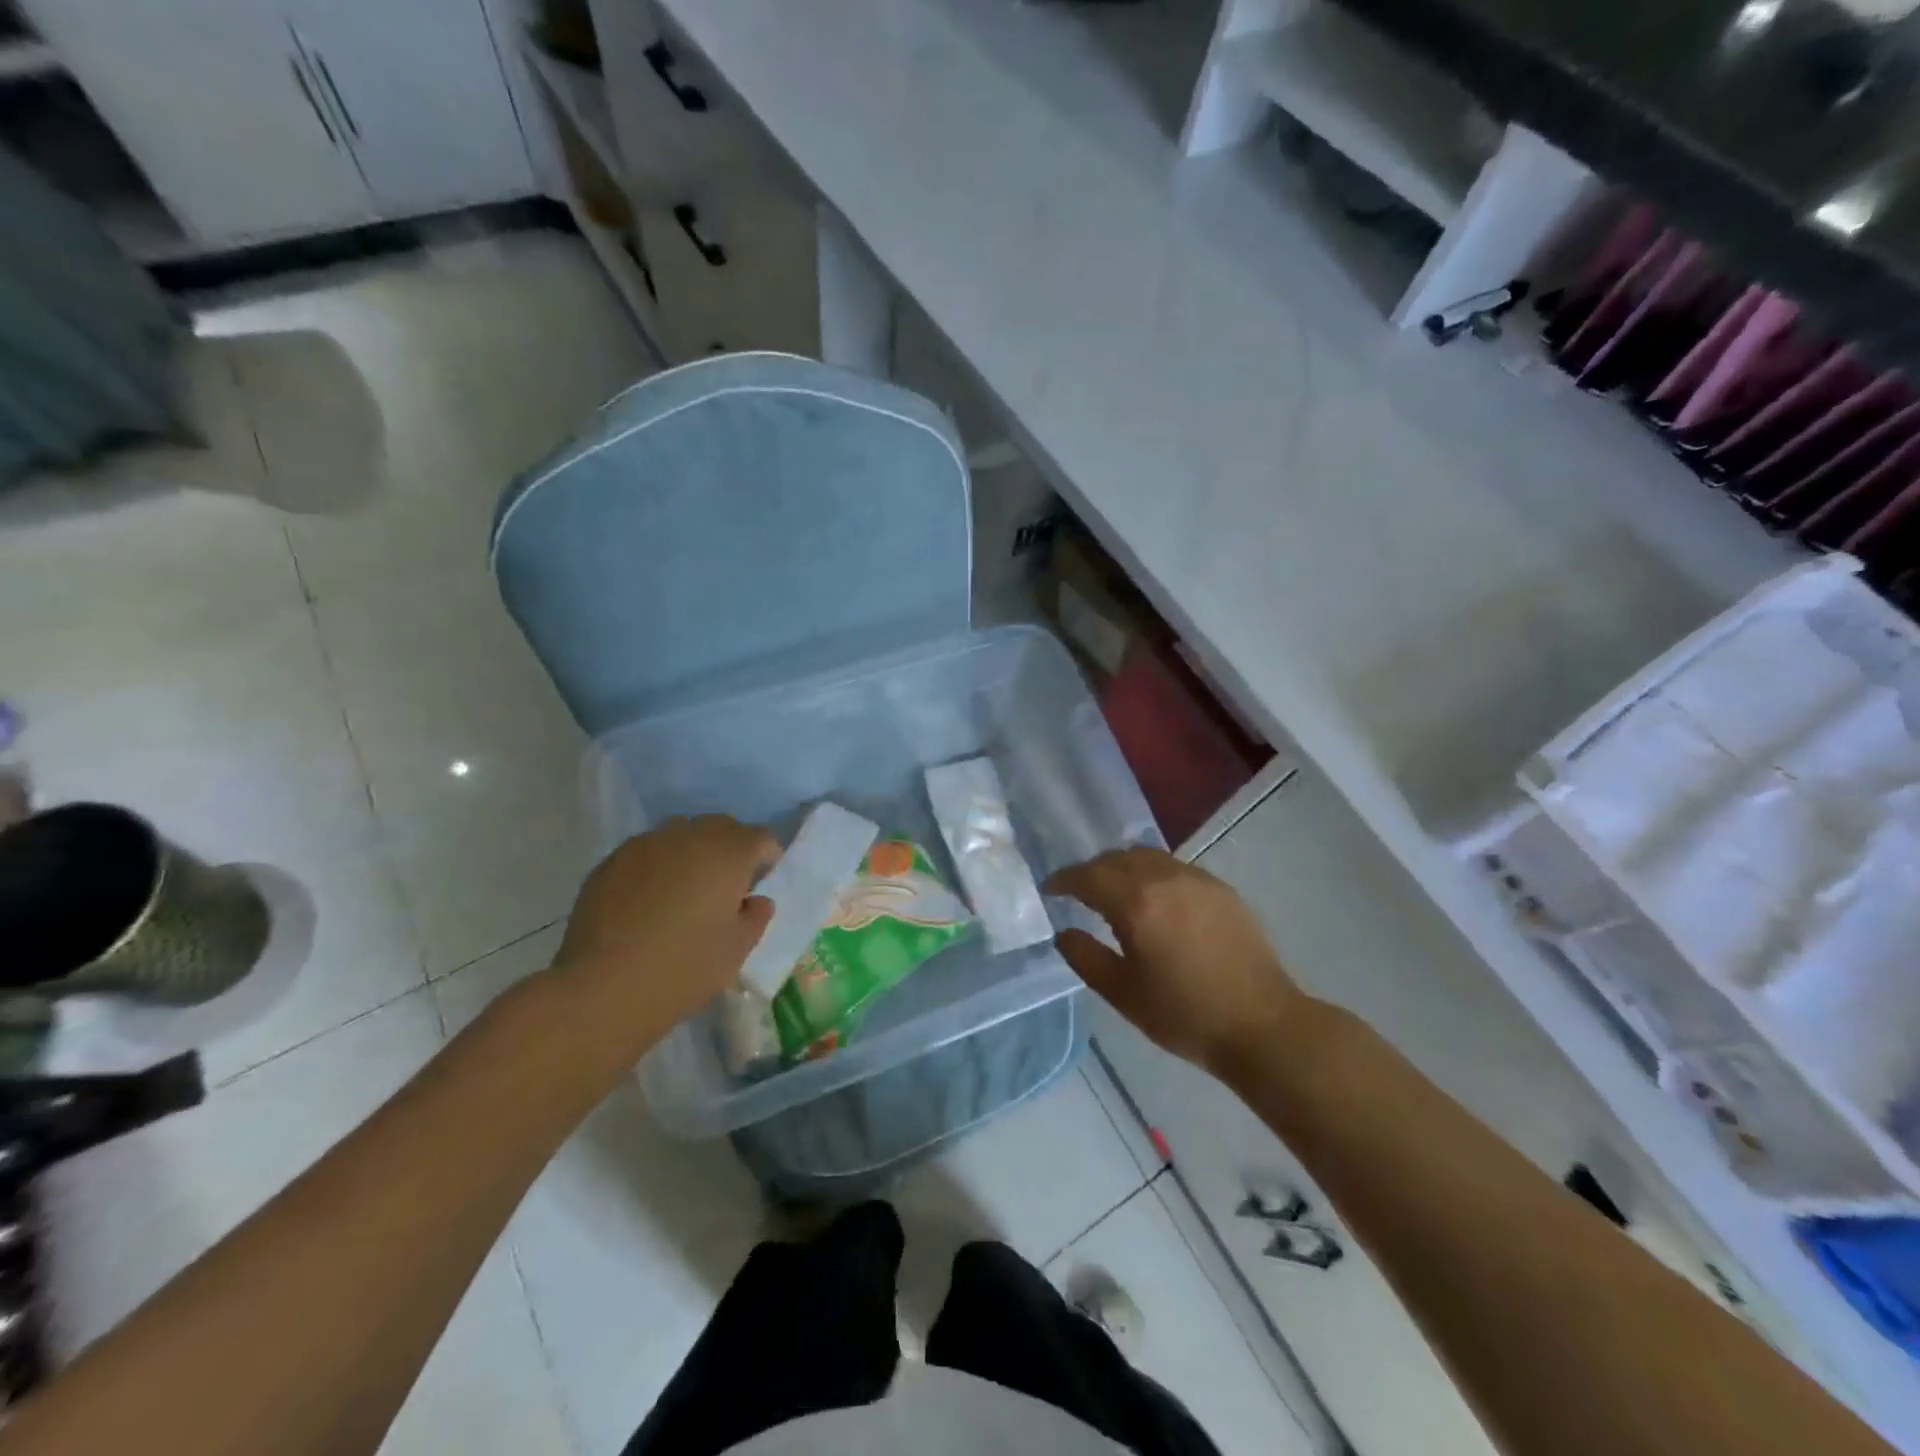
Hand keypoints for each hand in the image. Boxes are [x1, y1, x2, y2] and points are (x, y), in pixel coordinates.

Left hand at [547, 815, 778, 1058]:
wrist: (602, 988)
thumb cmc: (684, 968)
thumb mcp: (737, 951)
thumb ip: (755, 917)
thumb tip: (754, 901)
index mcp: (728, 854)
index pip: (760, 837)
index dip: (766, 857)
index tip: (760, 882)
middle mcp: (689, 837)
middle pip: (720, 826)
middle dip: (729, 848)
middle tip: (725, 884)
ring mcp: (646, 845)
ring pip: (680, 833)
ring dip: (691, 851)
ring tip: (683, 888)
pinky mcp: (611, 862)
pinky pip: (646, 851)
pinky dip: (656, 866)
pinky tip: (647, 900)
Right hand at [1046, 848, 1304, 1076]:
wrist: (1261, 1024)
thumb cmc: (1184, 1015)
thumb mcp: (1123, 993)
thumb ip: (1085, 957)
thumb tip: (1063, 933)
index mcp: (1136, 903)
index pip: (1087, 876)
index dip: (1063, 880)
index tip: (1050, 889)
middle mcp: (1164, 878)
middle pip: (1116, 858)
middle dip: (1091, 871)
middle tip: (1078, 892)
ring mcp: (1196, 879)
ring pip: (1146, 856)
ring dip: (1122, 867)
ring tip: (1114, 891)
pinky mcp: (1220, 888)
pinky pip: (1173, 867)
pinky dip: (1152, 873)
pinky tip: (1154, 899)